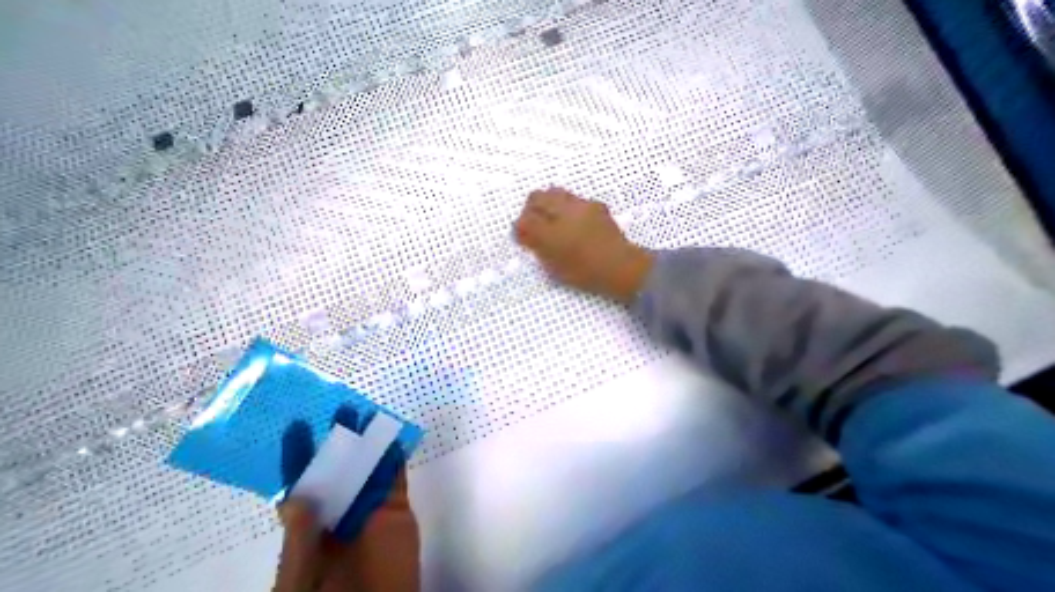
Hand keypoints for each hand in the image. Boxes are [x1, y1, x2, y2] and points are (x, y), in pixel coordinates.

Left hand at [276, 407, 420, 591]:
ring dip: (370, 441)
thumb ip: (300, 542)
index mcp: (310, 530)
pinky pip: (396, 475)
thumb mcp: (300, 583)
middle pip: (339, 468)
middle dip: (340, 439)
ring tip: (370, 414)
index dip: (297, 458)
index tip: (297, 426)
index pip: (300, 487)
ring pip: (369, 466)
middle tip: (342, 409)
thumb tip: (297, 497)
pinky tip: (394, 436)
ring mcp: (370, 507)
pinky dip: (396, 455)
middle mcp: (339, 511)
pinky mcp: (396, 505)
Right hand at [517, 187, 655, 302]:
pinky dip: (566, 206)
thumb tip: (524, 233)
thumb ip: (538, 247)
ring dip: (547, 203)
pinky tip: (572, 221)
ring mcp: (581, 205)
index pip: (525, 220)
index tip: (521, 233)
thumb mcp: (555, 267)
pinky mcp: (595, 204)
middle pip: (536, 197)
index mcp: (553, 234)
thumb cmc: (585, 273)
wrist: (619, 266)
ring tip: (552, 219)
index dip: (519, 226)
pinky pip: (573, 198)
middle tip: (533, 222)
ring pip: (554, 192)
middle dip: (530, 208)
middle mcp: (564, 213)